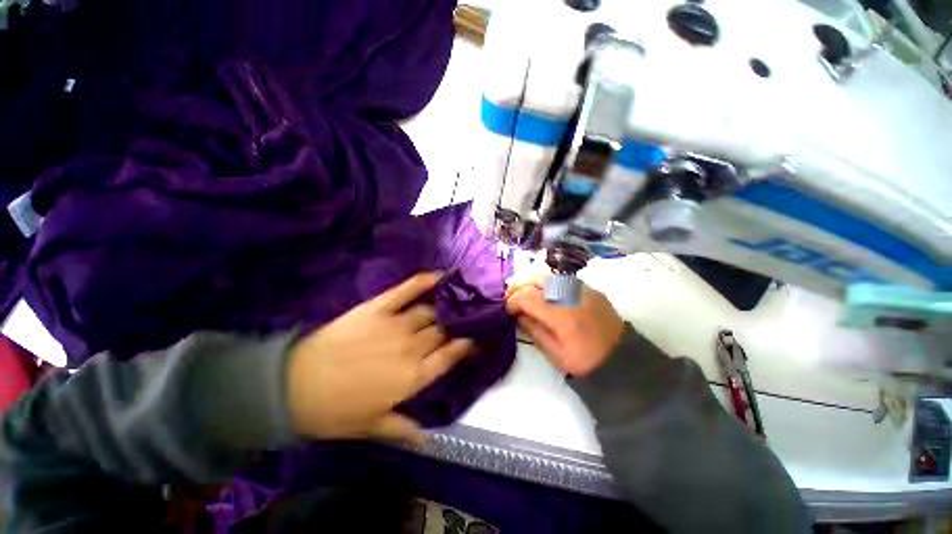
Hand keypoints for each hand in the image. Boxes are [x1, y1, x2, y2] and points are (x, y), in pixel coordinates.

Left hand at [287, 273, 473, 443]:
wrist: (295, 386)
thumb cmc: (336, 411)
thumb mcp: (372, 426)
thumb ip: (404, 430)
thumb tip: (429, 441)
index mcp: (414, 377)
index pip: (451, 356)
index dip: (465, 346)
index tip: (474, 340)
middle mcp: (412, 348)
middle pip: (442, 331)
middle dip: (453, 326)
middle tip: (460, 321)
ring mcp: (396, 325)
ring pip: (430, 312)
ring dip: (443, 308)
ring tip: (452, 302)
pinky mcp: (379, 308)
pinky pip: (407, 290)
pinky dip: (424, 282)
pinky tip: (439, 277)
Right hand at [506, 276, 623, 376]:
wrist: (621, 357)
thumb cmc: (585, 361)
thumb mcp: (554, 353)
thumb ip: (533, 330)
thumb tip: (518, 315)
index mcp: (561, 314)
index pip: (527, 296)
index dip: (513, 301)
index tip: (508, 310)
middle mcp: (570, 294)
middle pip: (536, 279)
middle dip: (518, 286)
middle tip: (511, 297)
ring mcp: (581, 288)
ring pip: (548, 274)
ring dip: (531, 281)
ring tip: (524, 292)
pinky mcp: (588, 288)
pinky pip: (561, 277)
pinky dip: (547, 281)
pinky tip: (543, 292)